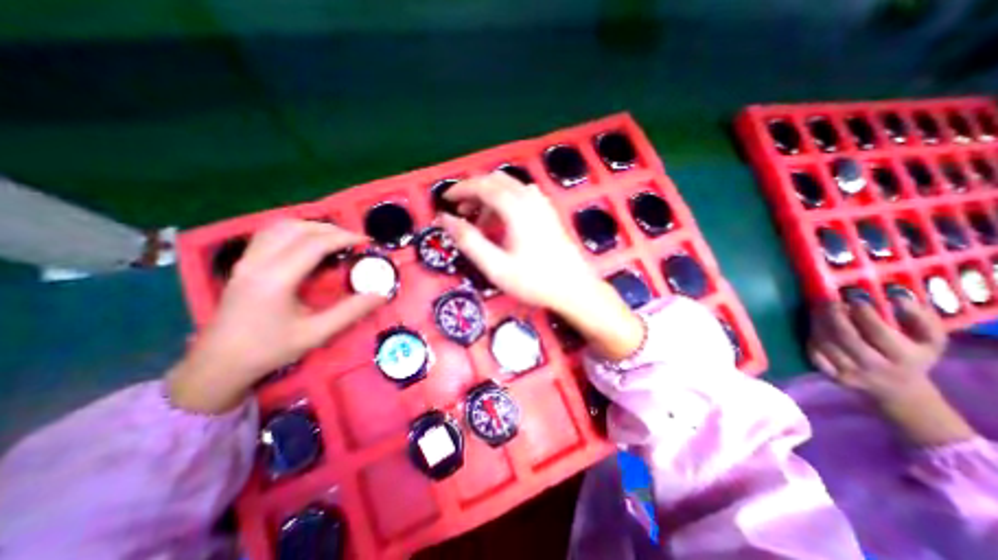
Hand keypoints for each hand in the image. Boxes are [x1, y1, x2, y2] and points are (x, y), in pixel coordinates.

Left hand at [166, 222, 384, 412]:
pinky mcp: (243, 264)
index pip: (314, 244)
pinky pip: (269, 234)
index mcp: (276, 279)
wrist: (219, 365)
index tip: (366, 241)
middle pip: (298, 228)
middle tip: (354, 241)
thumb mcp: (316, 334)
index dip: (344, 238)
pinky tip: (307, 243)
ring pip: (280, 226)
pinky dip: (294, 231)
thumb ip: (351, 311)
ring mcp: (246, 260)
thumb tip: (381, 295)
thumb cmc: (269, 350)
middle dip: (331, 229)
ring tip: (334, 239)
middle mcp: (258, 262)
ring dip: (312, 227)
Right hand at [437, 172, 641, 361]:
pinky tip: (502, 221)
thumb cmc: (535, 281)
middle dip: (473, 191)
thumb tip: (445, 220)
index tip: (445, 200)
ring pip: (509, 186)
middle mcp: (530, 198)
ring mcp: (542, 204)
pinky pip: (521, 195)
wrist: (574, 288)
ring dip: (489, 197)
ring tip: (479, 222)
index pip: (482, 186)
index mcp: (516, 208)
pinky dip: (504, 201)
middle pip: (495, 181)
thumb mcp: (496, 266)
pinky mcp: (548, 212)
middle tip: (460, 211)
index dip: (460, 190)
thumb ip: (469, 241)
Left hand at [801, 299, 975, 448]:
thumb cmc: (912, 357)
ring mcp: (851, 372)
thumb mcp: (930, 340)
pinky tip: (815, 327)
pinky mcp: (832, 375)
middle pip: (846, 337)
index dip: (863, 313)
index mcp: (904, 357)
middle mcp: (876, 366)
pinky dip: (811, 338)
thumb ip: (920, 317)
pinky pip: (814, 354)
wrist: (898, 390)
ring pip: (826, 344)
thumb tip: (896, 295)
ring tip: (818, 309)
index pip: (878, 332)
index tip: (854, 297)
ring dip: (818, 323)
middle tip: (828, 300)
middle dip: (833, 315)